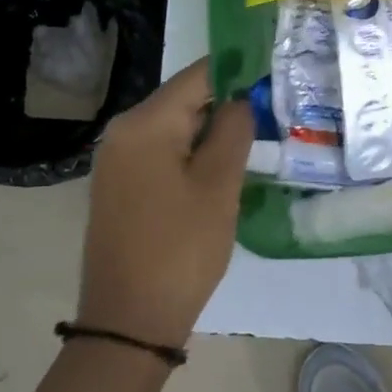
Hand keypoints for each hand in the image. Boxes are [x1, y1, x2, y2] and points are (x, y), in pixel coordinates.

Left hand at [77, 59, 253, 348]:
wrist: (130, 320)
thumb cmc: (181, 248)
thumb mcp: (218, 186)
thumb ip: (234, 130)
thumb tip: (242, 98)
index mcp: (145, 124)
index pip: (198, 76)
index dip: (237, 71)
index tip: (274, 76)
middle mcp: (123, 132)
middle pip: (184, 100)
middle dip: (227, 103)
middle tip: (273, 113)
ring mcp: (117, 160)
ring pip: (175, 128)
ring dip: (212, 131)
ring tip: (256, 139)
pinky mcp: (120, 186)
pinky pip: (162, 153)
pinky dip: (192, 153)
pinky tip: (221, 169)